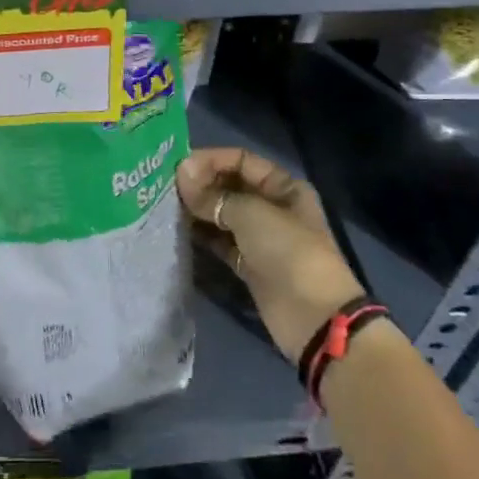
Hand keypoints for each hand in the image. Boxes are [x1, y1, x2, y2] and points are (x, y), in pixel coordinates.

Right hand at [177, 147, 364, 361]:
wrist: (313, 318)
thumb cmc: (288, 252)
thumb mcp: (252, 215)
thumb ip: (214, 196)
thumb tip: (182, 173)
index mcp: (282, 187)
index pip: (241, 160)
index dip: (210, 160)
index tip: (178, 168)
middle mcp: (271, 207)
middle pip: (230, 187)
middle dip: (201, 185)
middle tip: (166, 188)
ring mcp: (260, 238)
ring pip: (222, 216)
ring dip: (198, 211)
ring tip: (166, 207)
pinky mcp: (249, 264)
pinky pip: (220, 243)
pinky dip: (202, 237)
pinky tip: (178, 232)